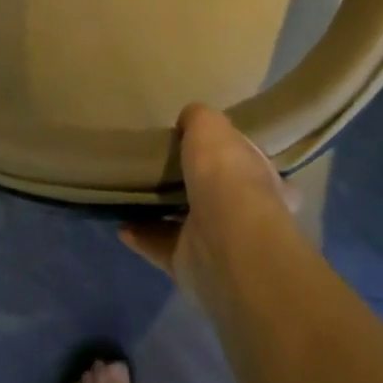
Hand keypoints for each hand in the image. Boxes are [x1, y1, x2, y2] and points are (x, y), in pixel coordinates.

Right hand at [119, 104, 296, 300]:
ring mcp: (218, 242)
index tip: (207, 145)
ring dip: (164, 210)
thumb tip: (188, 121)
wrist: (225, 240)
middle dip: (196, 183)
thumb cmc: (225, 173)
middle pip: (219, 193)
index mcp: (261, 176)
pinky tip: (121, 222)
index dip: (232, 152)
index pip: (251, 161)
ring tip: (136, 192)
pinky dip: (141, 235)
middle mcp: (245, 211)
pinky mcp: (190, 264)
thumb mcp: (210, 125)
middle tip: (164, 166)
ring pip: (188, 221)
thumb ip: (198, 118)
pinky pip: (160, 246)